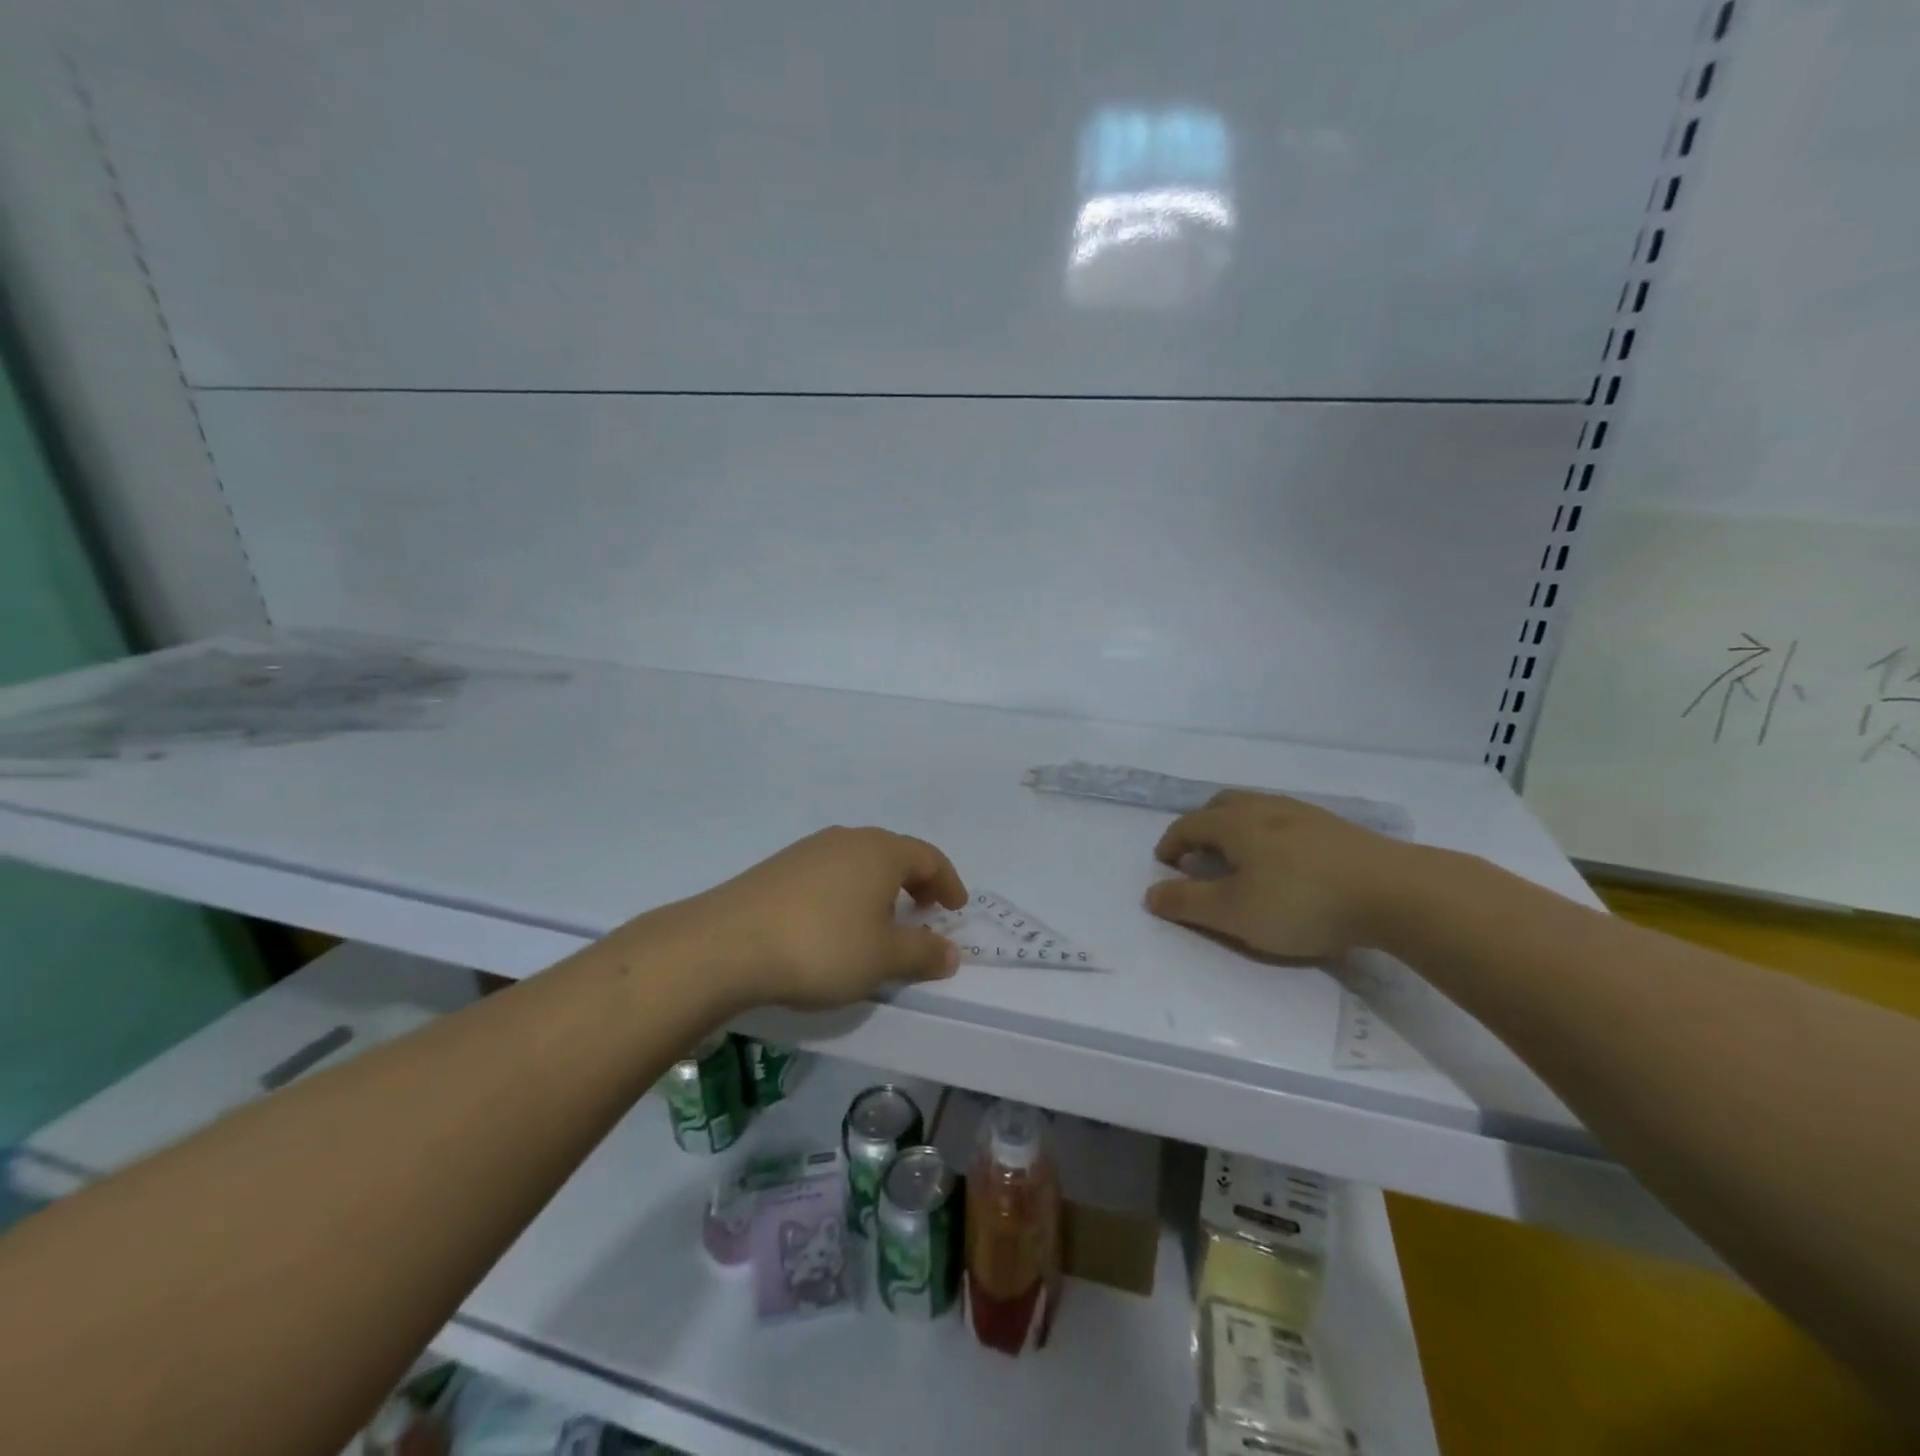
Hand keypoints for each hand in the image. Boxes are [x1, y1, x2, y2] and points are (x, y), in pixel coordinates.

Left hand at [687, 826, 968, 1009]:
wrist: (726, 944)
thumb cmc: (822, 947)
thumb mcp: (882, 958)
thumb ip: (923, 953)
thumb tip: (951, 951)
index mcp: (881, 851)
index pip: (929, 857)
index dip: (948, 882)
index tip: (956, 908)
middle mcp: (848, 839)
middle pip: (894, 854)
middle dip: (915, 882)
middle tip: (924, 911)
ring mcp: (809, 850)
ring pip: (859, 862)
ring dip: (879, 887)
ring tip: (880, 920)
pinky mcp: (778, 867)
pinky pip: (829, 873)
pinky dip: (847, 892)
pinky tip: (834, 923)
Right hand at [1145, 792, 1410, 959]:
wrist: (1396, 893)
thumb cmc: (1301, 902)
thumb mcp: (1233, 912)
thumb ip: (1187, 903)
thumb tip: (1150, 893)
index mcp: (1235, 823)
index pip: (1189, 824)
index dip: (1171, 843)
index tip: (1166, 865)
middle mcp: (1266, 808)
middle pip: (1222, 805)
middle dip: (1202, 826)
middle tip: (1199, 855)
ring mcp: (1305, 815)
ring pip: (1257, 810)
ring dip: (1237, 828)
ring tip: (1241, 859)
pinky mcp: (1337, 829)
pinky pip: (1287, 822)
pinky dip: (1269, 835)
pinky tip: (1287, 863)